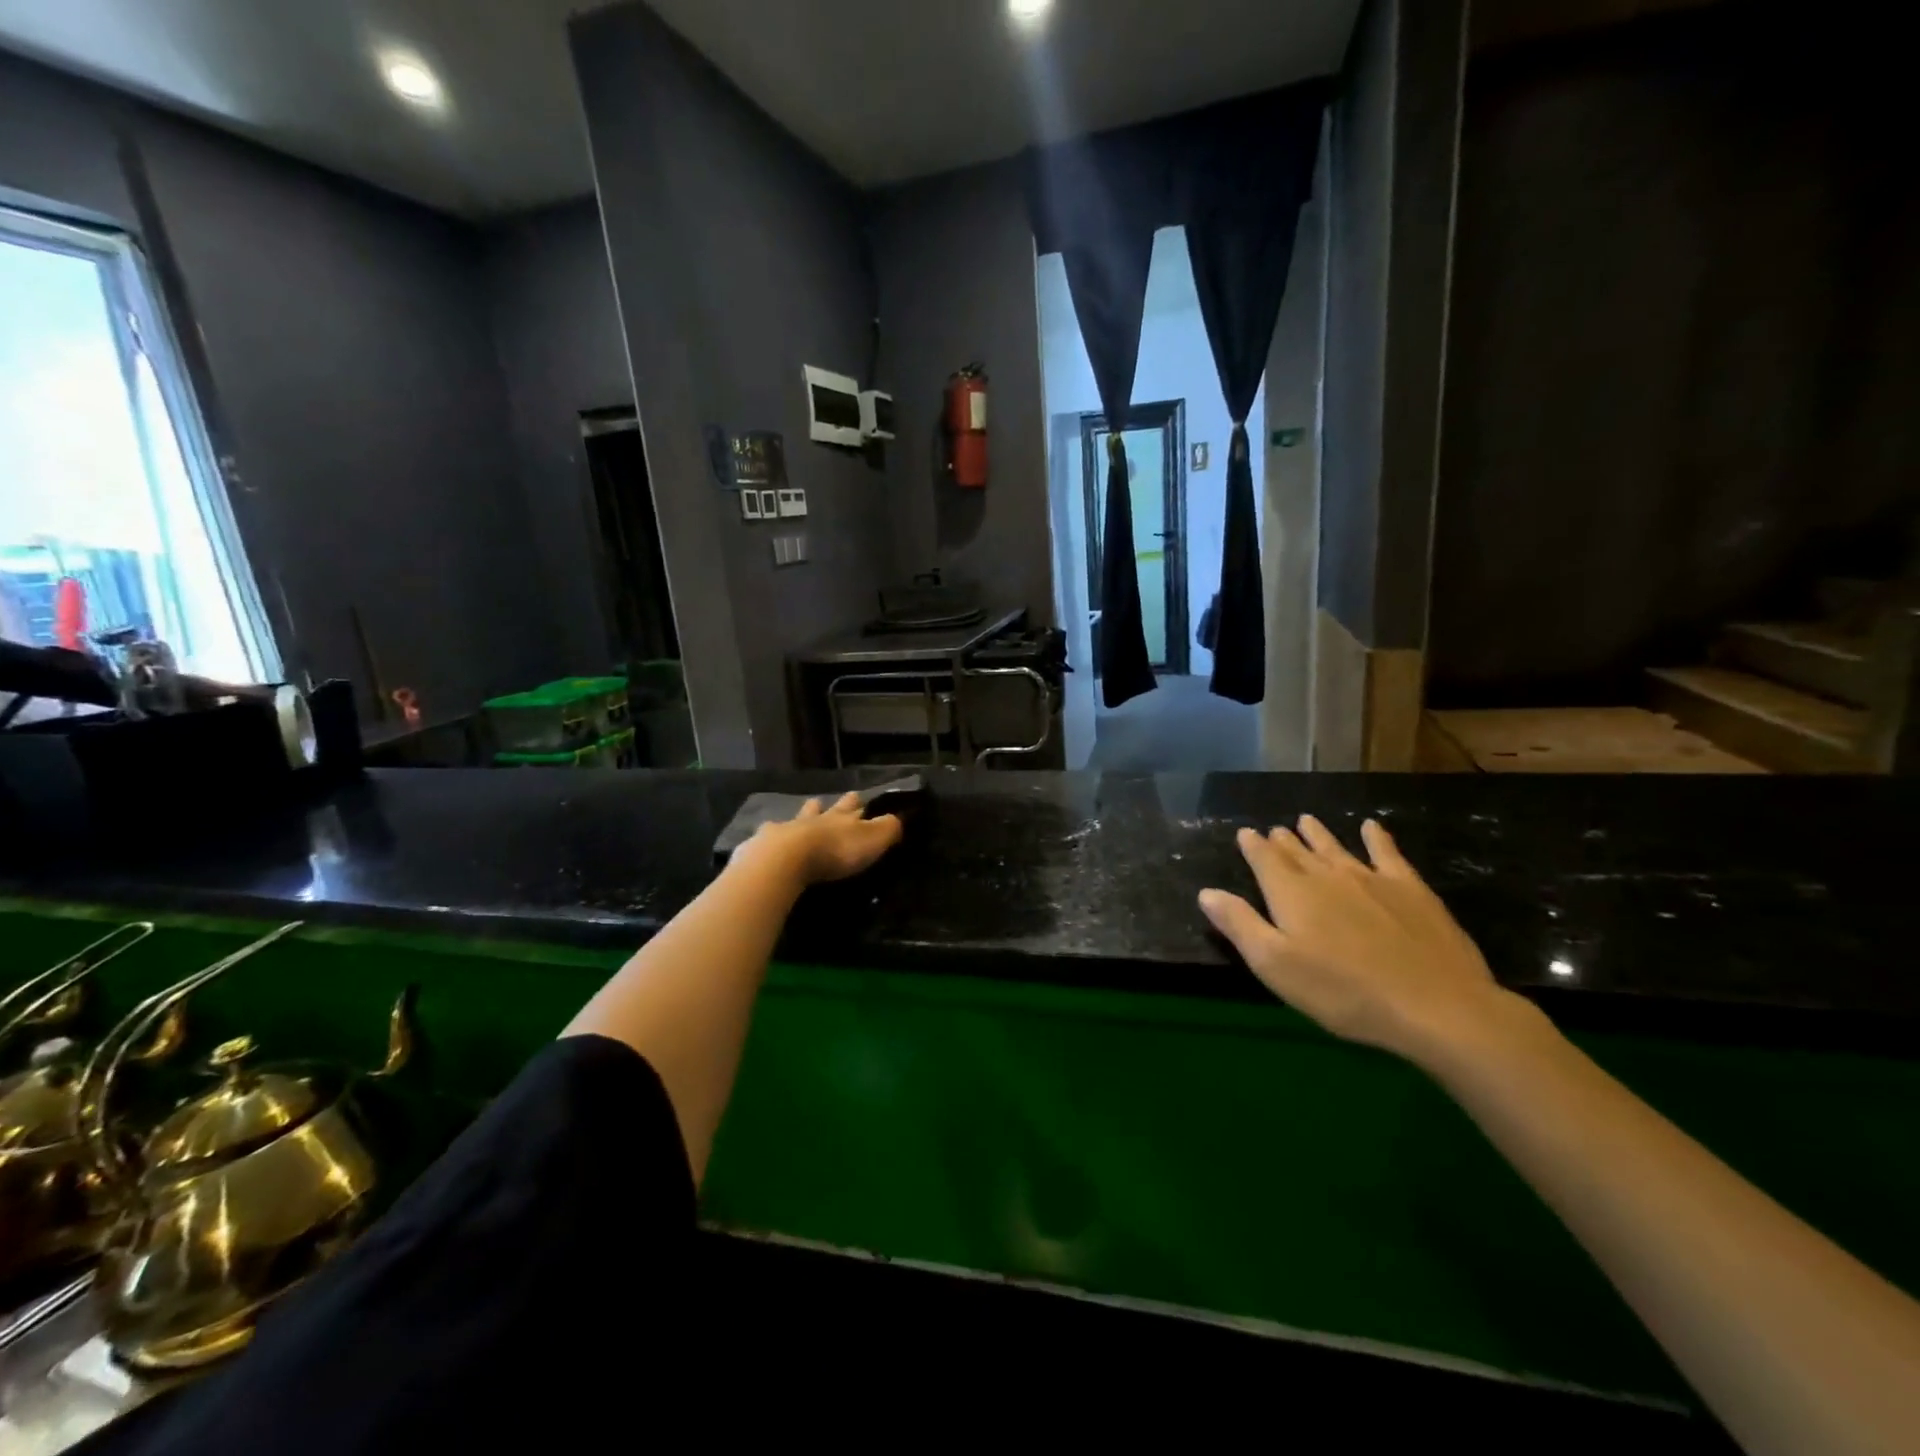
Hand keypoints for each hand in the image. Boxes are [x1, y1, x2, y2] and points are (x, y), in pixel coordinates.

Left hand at [740, 792, 903, 887]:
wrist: (787, 859)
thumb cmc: (836, 850)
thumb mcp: (873, 839)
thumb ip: (888, 828)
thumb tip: (899, 818)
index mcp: (841, 817)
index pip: (853, 805)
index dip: (857, 802)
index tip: (859, 796)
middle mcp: (814, 818)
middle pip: (823, 808)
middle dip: (828, 805)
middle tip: (827, 802)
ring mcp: (786, 829)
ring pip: (796, 818)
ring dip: (801, 817)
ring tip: (801, 815)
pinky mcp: (763, 845)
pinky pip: (769, 837)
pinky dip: (771, 837)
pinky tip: (766, 840)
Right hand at [1199, 815, 1530, 1067]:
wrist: (1435, 1005)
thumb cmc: (1343, 992)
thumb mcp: (1275, 965)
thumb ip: (1240, 925)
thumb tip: (1207, 892)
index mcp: (1291, 893)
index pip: (1265, 860)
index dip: (1253, 846)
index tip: (1245, 833)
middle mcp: (1327, 876)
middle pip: (1298, 852)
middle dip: (1283, 841)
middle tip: (1273, 830)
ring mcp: (1372, 879)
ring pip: (1336, 848)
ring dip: (1319, 834)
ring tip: (1307, 820)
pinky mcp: (1411, 890)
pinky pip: (1387, 853)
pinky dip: (1376, 838)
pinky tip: (1372, 827)